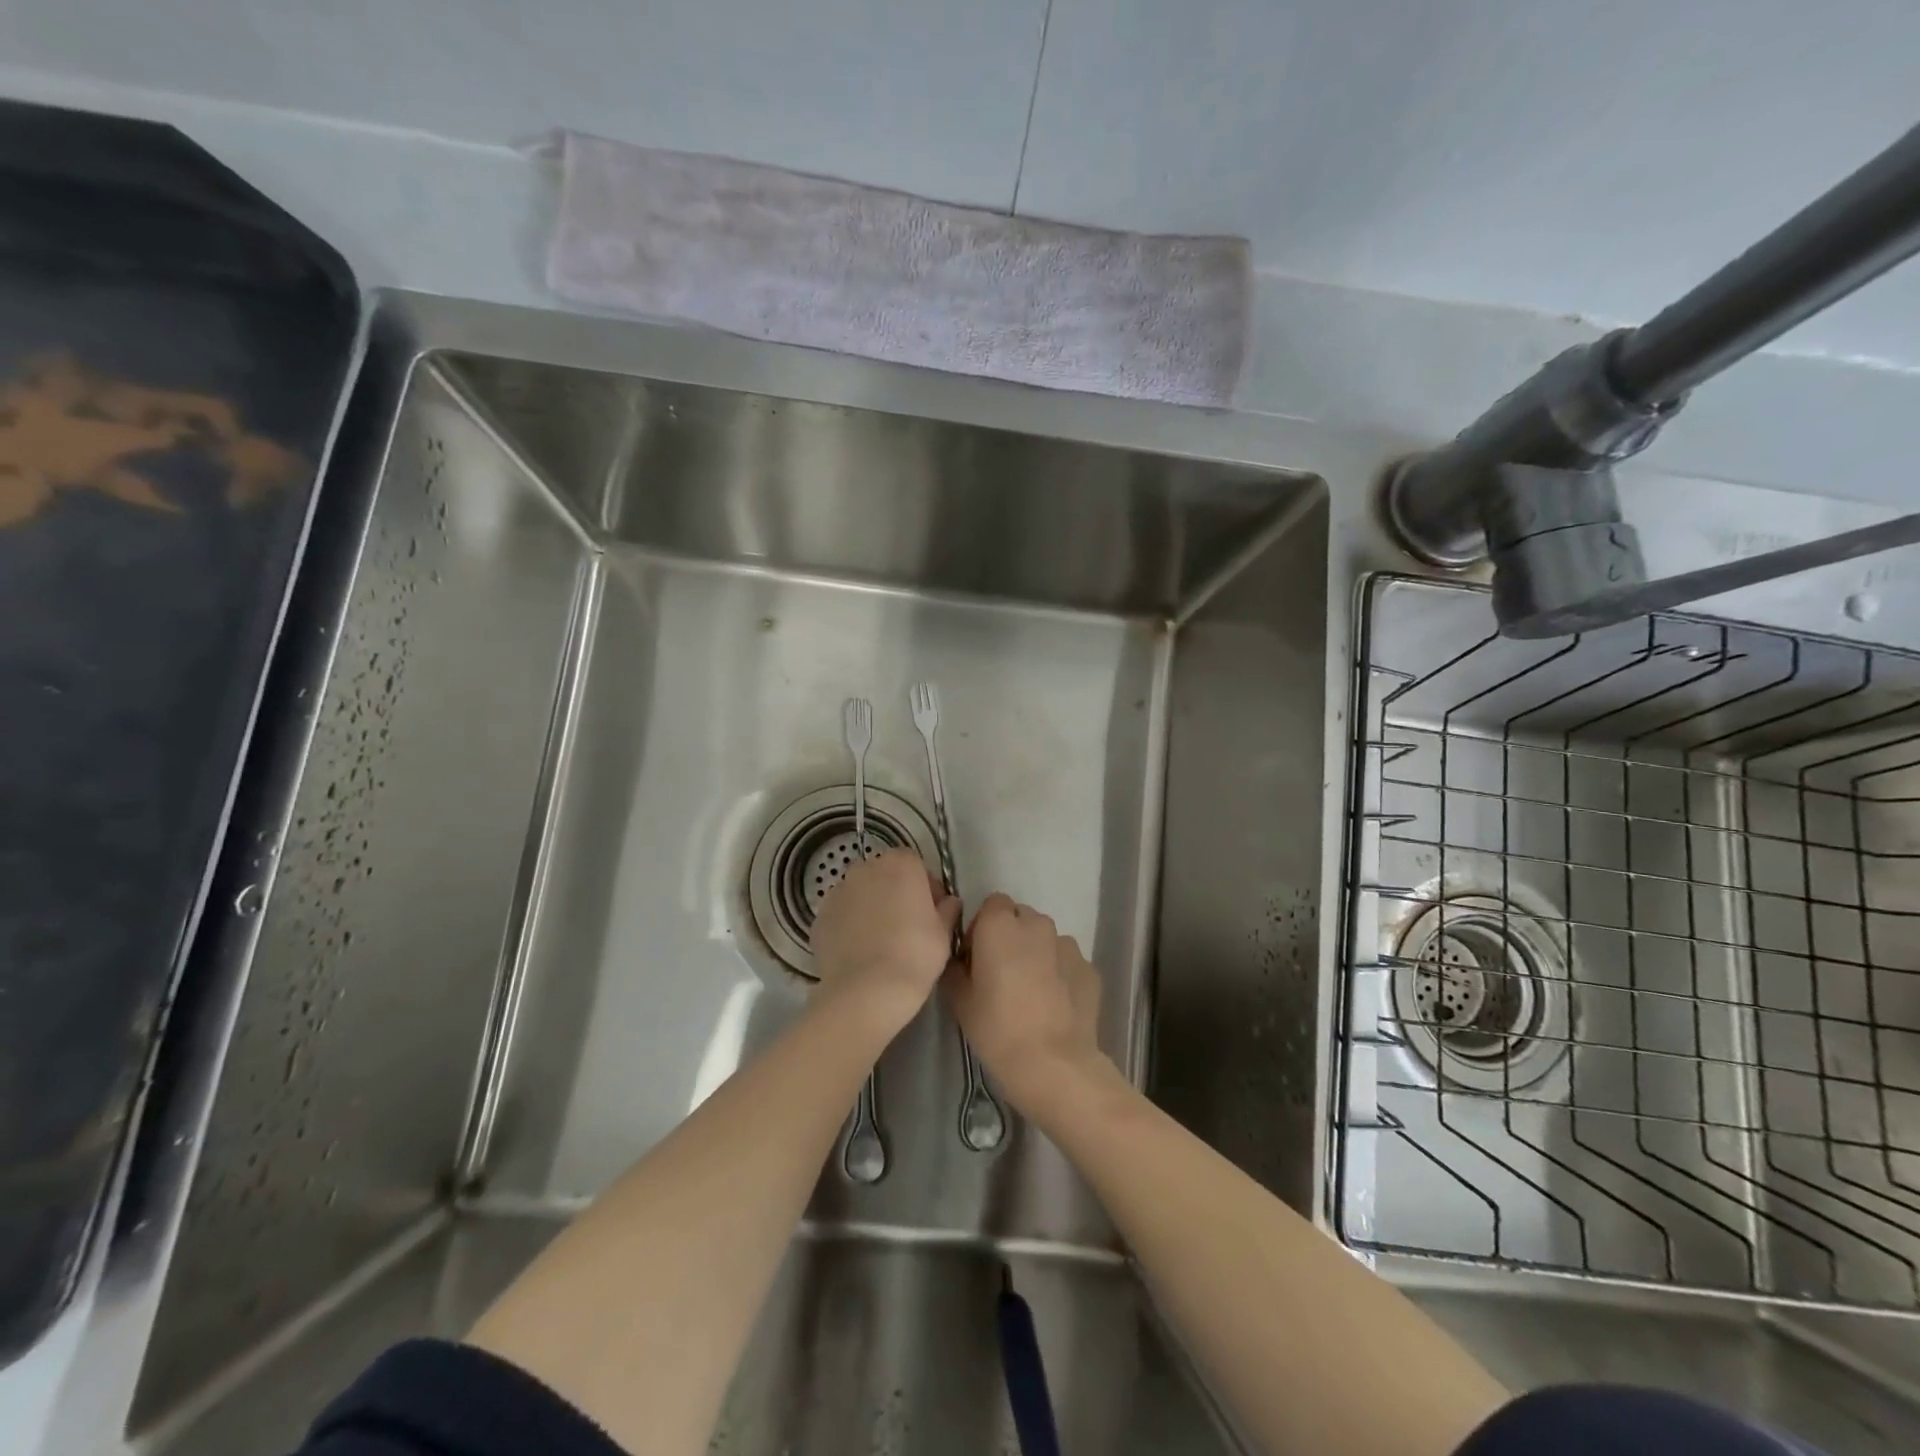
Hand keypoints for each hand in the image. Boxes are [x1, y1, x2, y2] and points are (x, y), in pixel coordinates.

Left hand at [810, 849, 960, 1032]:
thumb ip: (947, 910)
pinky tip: (859, 952)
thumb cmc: (915, 955)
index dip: (926, 888)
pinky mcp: (819, 917)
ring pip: (859, 894)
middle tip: (906, 926)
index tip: (932, 912)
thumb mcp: (944, 934)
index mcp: (900, 864)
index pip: (916, 865)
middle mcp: (865, 869)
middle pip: (884, 875)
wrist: (867, 991)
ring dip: (870, 907)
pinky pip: (841, 915)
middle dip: (895, 894)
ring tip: (879, 942)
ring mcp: (837, 891)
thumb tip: (949, 902)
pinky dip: (849, 926)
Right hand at [946, 894, 1106, 1106]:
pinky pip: (1067, 963)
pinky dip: (1060, 975)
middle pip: (1021, 918)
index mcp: (1000, 925)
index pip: (992, 904)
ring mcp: (1068, 945)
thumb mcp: (959, 1000)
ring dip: (1037, 955)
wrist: (1053, 1064)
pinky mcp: (1090, 968)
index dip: (982, 927)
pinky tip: (1055, 1006)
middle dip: (1011, 938)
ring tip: (1032, 993)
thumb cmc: (997, 1029)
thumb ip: (955, 968)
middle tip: (1002, 975)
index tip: (977, 957)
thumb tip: (961, 960)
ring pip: (1046, 940)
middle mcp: (1037, 925)